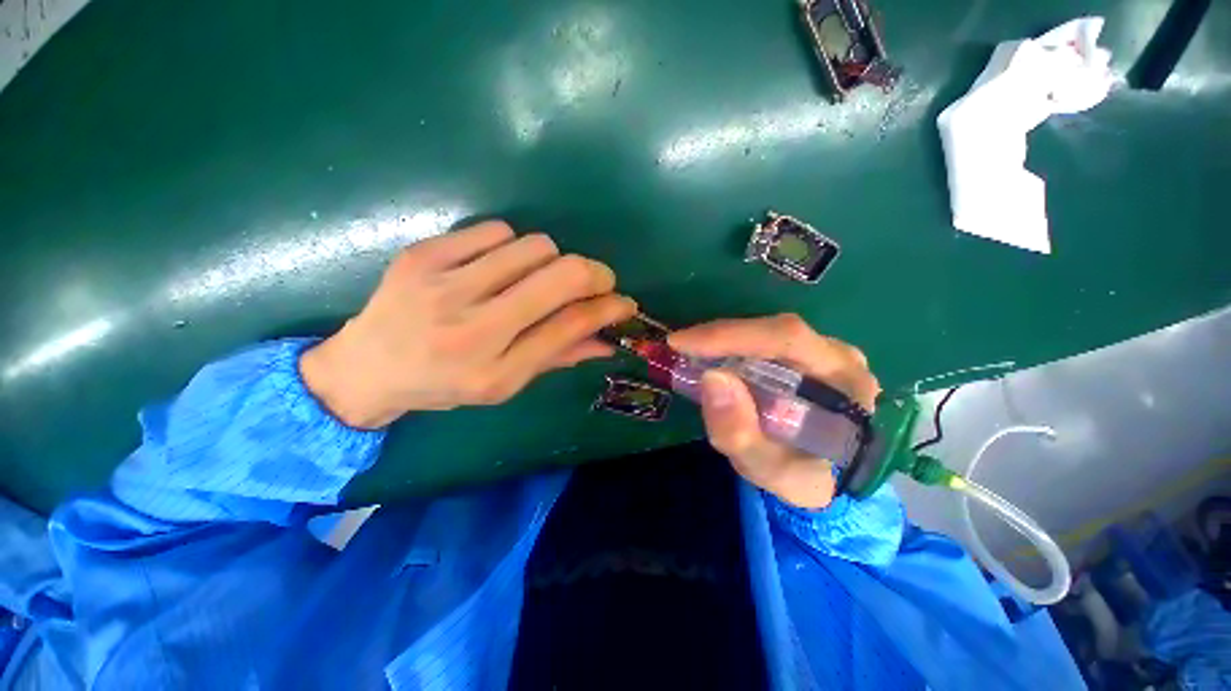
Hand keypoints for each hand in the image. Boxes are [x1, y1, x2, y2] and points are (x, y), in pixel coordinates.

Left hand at [301, 221, 635, 427]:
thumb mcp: (505, 384)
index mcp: (493, 370)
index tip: (625, 302)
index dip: (608, 309)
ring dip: (550, 261)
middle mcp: (471, 328)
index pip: (569, 326)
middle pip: (560, 275)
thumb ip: (557, 357)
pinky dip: (511, 246)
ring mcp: (443, 284)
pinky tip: (497, 267)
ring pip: (534, 246)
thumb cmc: (444, 384)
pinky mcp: (423, 254)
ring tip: (535, 278)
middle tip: (595, 281)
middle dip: (593, 273)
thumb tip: (607, 342)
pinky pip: (495, 230)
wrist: (366, 366)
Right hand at [668, 315, 879, 509]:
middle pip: (774, 329)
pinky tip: (709, 356)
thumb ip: (740, 434)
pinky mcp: (803, 353)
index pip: (787, 339)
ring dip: (722, 340)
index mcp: (844, 382)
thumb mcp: (769, 472)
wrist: (822, 477)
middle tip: (679, 346)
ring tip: (690, 354)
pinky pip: (762, 340)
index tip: (682, 342)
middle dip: (720, 336)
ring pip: (765, 331)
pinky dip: (730, 346)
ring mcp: (823, 351)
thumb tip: (711, 377)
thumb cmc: (802, 477)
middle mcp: (838, 356)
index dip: (731, 336)